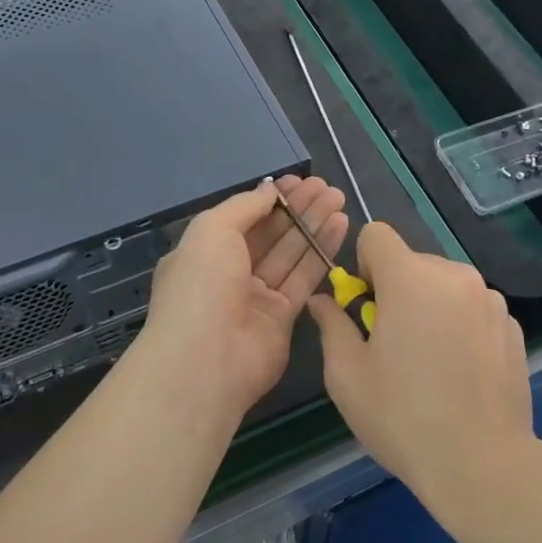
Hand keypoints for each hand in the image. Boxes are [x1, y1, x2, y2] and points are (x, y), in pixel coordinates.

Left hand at [133, 175, 348, 419]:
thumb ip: (245, 206)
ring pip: (290, 253)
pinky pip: (304, 278)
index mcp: (204, 253)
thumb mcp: (212, 230)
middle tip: (326, 187)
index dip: (270, 200)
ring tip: (338, 198)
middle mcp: (229, 273)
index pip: (243, 219)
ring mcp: (256, 297)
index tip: (299, 181)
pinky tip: (340, 225)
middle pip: (270, 234)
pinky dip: (322, 251)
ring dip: (313, 225)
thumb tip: (270, 190)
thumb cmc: (201, 286)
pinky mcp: (283, 319)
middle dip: (297, 209)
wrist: (206, 361)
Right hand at [309, 222, 533, 514]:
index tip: (366, 306)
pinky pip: (474, 307)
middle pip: (412, 261)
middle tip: (392, 342)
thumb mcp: (347, 375)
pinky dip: (460, 324)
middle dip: (396, 289)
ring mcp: (490, 299)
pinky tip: (460, 372)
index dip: (362, 264)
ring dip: (430, 306)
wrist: (482, 464)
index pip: (377, 235)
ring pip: (445, 284)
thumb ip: (332, 325)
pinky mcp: (512, 325)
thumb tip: (323, 301)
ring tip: (430, 361)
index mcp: (410, 278)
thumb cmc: (402, 417)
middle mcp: (454, 275)